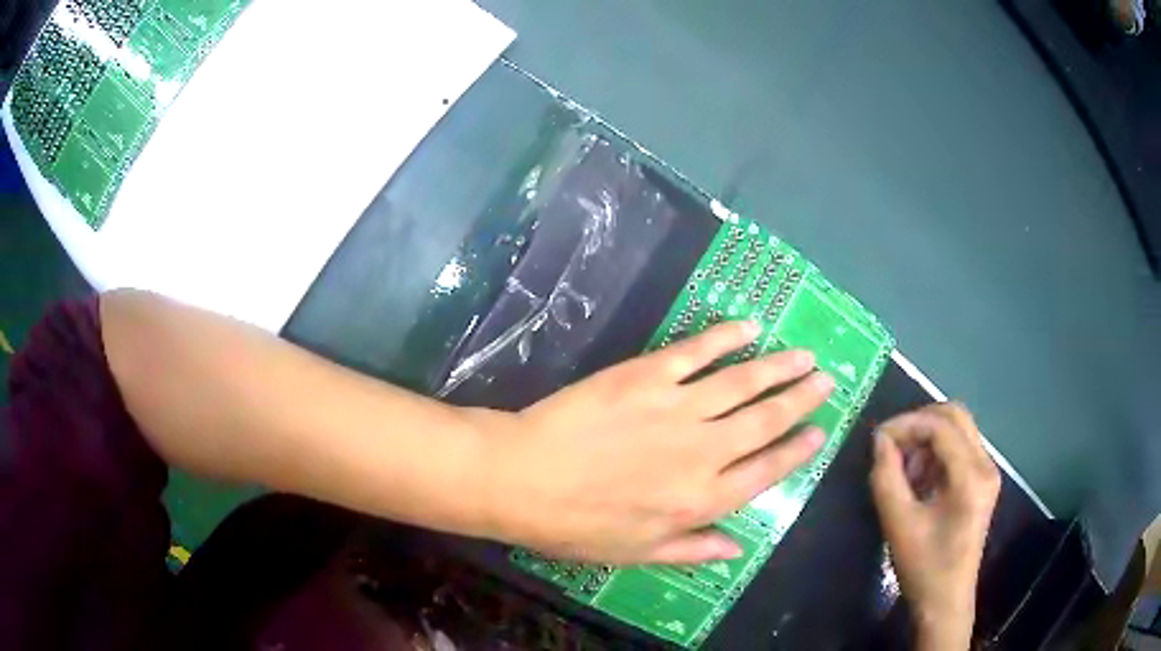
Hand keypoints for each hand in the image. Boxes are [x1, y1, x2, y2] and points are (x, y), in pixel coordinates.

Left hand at [463, 321, 833, 564]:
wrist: (522, 478)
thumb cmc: (575, 525)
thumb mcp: (636, 553)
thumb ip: (692, 549)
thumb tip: (738, 546)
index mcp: (701, 500)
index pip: (765, 471)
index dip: (796, 450)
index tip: (819, 431)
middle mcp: (703, 451)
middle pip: (766, 420)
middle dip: (801, 399)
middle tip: (827, 380)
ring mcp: (678, 407)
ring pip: (743, 382)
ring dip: (778, 367)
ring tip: (804, 355)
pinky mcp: (648, 375)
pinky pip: (698, 351)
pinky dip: (727, 337)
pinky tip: (749, 327)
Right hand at [870, 403, 1000, 650]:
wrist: (945, 599)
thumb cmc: (923, 567)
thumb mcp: (898, 523)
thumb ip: (886, 477)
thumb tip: (879, 440)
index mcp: (971, 476)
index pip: (941, 426)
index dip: (906, 424)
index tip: (877, 438)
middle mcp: (986, 464)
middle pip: (955, 416)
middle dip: (918, 422)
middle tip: (890, 443)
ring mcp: (987, 471)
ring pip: (957, 429)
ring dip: (926, 437)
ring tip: (901, 464)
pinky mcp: (981, 480)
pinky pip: (958, 448)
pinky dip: (935, 451)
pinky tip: (917, 476)